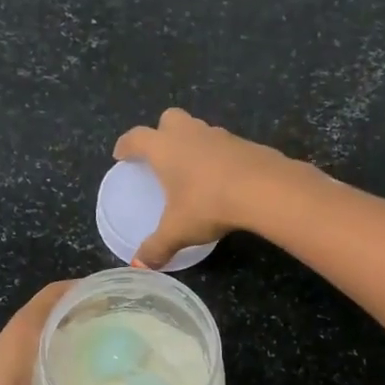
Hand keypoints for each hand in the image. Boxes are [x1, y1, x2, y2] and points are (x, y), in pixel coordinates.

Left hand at [0, 283, 176, 384]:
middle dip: (67, 312)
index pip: (31, 315)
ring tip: (99, 343)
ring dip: (50, 338)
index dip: (67, 293)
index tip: (109, 289)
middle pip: (24, 326)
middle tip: (119, 318)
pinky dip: (37, 363)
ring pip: (13, 350)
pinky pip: (7, 373)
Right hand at [113, 108, 298, 268]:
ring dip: (192, 143)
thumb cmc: (208, 204)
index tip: (121, 154)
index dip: (126, 145)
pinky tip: (222, 178)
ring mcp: (220, 135)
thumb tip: (139, 266)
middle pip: (169, 119)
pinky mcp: (246, 144)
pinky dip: (218, 156)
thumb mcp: (178, 231)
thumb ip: (156, 247)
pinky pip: (224, 145)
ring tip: (192, 168)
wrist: (264, 189)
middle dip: (161, 132)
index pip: (137, 138)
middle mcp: (189, 134)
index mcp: (164, 148)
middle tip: (161, 154)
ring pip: (199, 129)